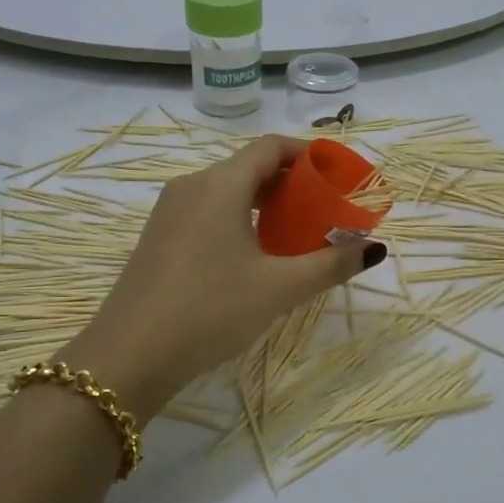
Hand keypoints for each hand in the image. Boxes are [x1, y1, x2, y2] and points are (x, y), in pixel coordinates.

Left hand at [67, 136, 382, 413]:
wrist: (129, 355)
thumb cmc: (209, 311)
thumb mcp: (279, 289)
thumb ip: (330, 264)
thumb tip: (374, 248)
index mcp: (221, 184)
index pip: (272, 147)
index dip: (309, 154)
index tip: (339, 175)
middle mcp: (192, 186)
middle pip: (250, 167)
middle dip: (291, 182)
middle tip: (324, 209)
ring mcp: (169, 212)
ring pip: (227, 191)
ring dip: (265, 203)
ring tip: (295, 233)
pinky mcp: (158, 237)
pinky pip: (207, 212)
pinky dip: (239, 218)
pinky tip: (254, 254)